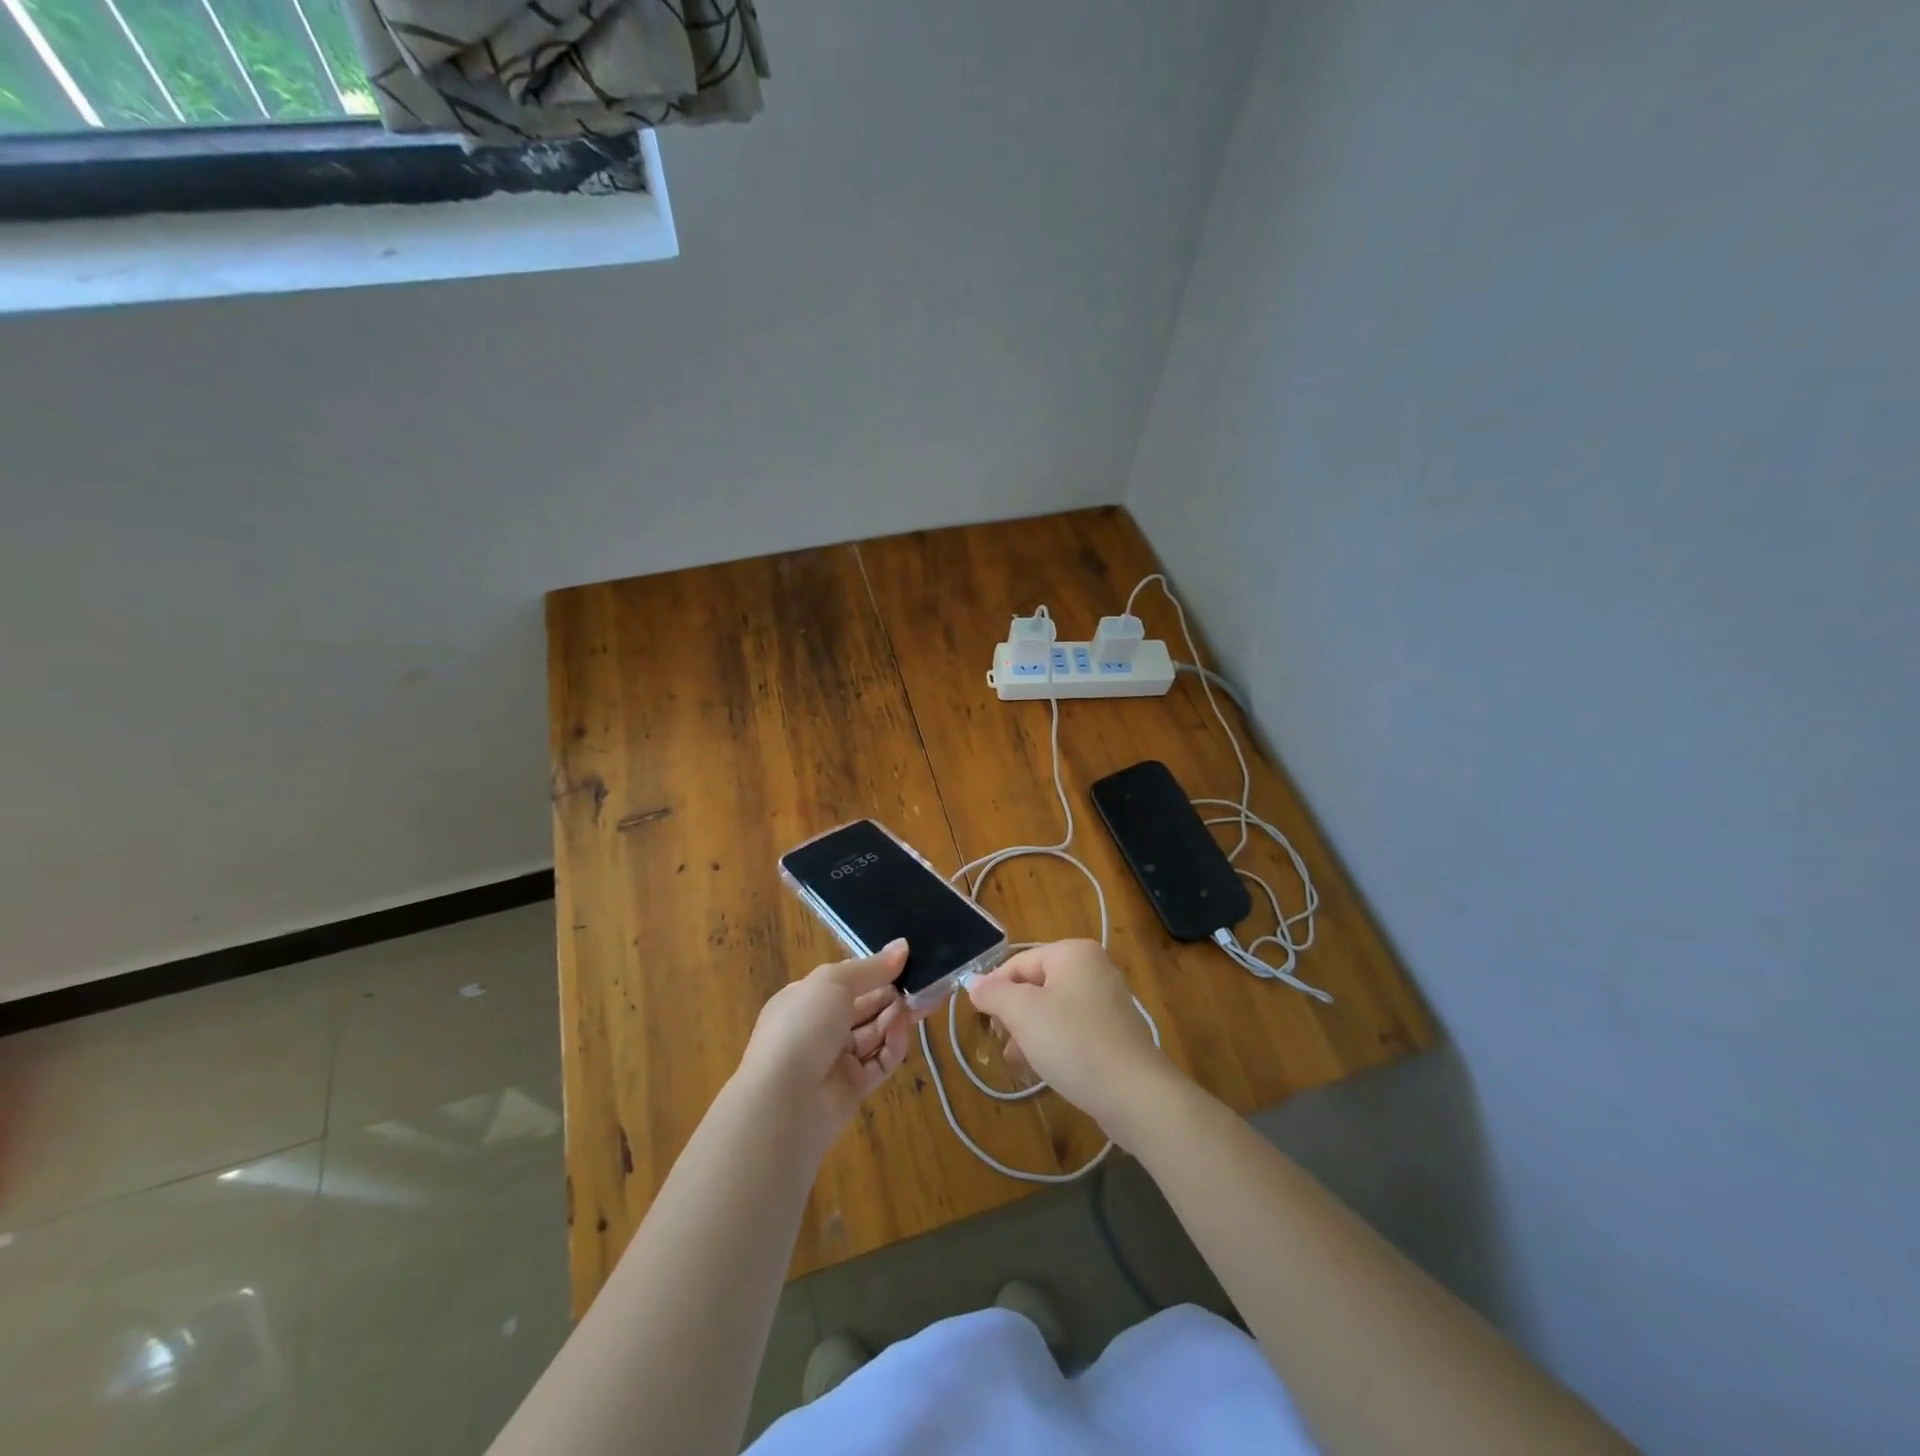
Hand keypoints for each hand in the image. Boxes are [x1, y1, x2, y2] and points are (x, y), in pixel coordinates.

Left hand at [737, 940, 912, 1156]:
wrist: (784, 1101)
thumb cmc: (803, 1026)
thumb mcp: (834, 983)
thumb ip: (872, 967)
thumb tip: (903, 945)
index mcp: (806, 998)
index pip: (846, 980)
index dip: (874, 970)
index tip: (905, 960)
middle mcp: (819, 1028)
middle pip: (864, 1006)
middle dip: (892, 994)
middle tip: (924, 984)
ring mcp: (835, 1060)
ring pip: (874, 1033)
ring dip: (896, 1018)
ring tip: (919, 1004)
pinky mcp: (852, 1088)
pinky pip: (879, 1062)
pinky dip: (893, 1046)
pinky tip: (903, 1032)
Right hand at [965, 939, 1179, 1143]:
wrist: (1134, 1094)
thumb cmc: (1073, 1042)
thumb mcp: (1023, 1013)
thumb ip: (993, 993)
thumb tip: (972, 982)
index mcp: (1073, 953)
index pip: (1018, 963)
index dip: (994, 989)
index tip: (981, 1020)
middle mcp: (1093, 968)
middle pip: (1036, 984)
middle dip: (1013, 1013)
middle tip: (1001, 1041)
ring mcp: (1107, 1000)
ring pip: (1052, 1009)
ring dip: (1029, 1031)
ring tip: (1016, 1059)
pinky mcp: (1114, 1031)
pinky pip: (1072, 1029)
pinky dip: (1052, 1042)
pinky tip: (1040, 1067)